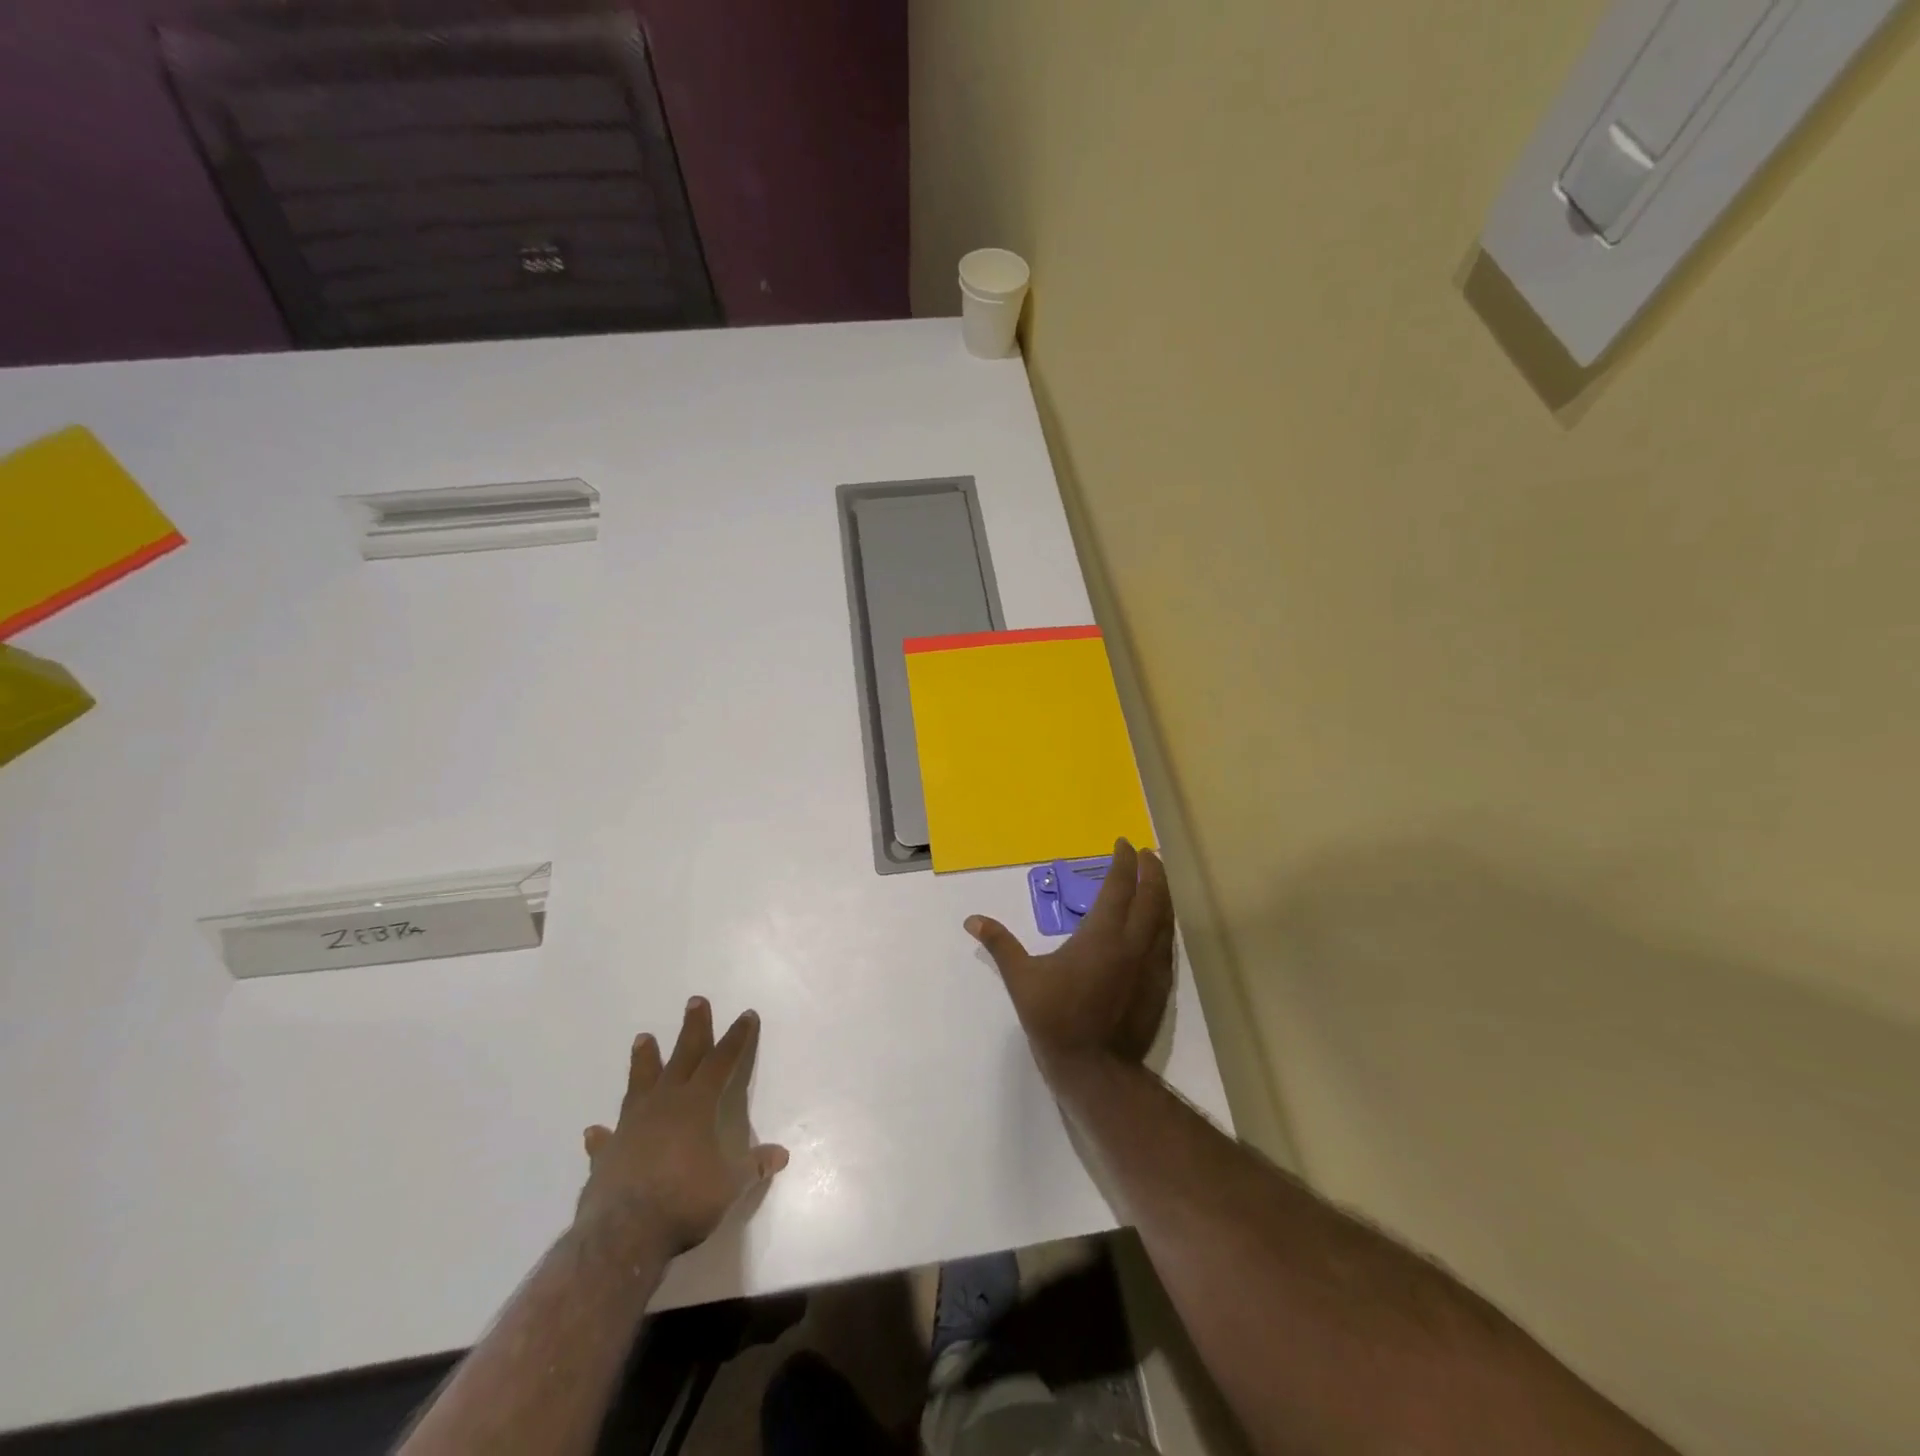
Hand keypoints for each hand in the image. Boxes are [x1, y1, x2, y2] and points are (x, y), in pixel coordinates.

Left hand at [577, 998, 789, 1257]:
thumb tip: (781, 1156)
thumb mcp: (729, 1185)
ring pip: (640, 1083)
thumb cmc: (685, 1200)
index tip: (746, 1016)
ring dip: (644, 1061)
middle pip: (682, 1057)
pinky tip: (595, 1130)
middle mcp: (664, 1104)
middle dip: (693, 1029)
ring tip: (642, 1038)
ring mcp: (631, 1126)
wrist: (623, 1234)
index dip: (737, 1038)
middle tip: (695, 1001)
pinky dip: (603, 1134)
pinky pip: (606, 1138)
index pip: (722, 1061)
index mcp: (697, 1104)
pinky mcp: (606, 1155)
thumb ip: (752, 1167)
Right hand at [966, 839, 1173, 1077]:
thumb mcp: (1022, 978)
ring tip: (1157, 879)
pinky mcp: (1160, 987)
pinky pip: (1167, 943)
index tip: (1123, 843)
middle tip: (1146, 854)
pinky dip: (1165, 923)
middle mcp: (1133, 943)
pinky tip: (1160, 924)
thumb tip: (972, 920)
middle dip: (1151, 870)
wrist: (1095, 1070)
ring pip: (1165, 919)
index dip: (1123, 861)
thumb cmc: (1055, 1019)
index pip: (1120, 886)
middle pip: (1152, 896)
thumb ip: (1000, 945)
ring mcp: (1151, 966)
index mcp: (1103, 935)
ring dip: (1162, 894)